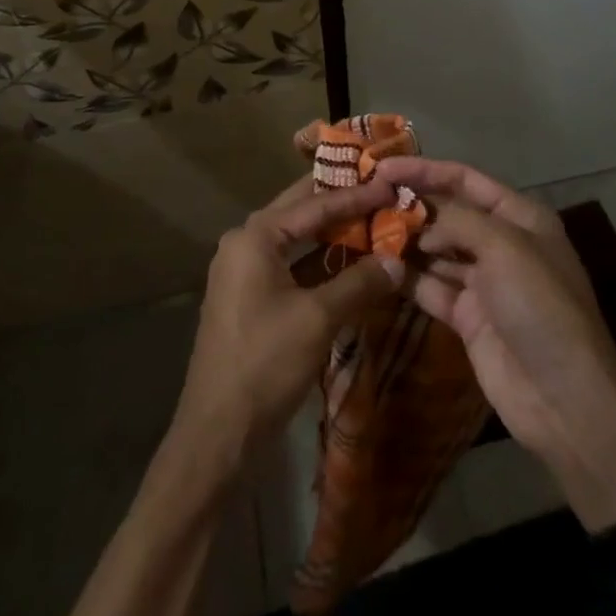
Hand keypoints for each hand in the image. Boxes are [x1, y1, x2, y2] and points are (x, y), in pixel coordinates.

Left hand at [174, 173, 404, 466]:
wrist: (218, 431)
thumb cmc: (265, 363)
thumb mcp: (318, 319)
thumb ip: (358, 284)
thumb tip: (398, 261)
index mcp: (255, 236)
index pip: (313, 204)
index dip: (355, 195)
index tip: (389, 183)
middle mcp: (245, 243)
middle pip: (300, 213)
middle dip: (339, 203)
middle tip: (379, 189)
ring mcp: (244, 271)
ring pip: (296, 241)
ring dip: (332, 235)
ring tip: (372, 223)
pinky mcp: (250, 298)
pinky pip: (290, 266)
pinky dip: (319, 264)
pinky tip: (350, 266)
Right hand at [383, 157, 615, 528]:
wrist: (566, 400)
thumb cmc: (540, 306)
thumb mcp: (503, 247)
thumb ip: (455, 221)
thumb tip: (418, 224)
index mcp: (520, 216)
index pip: (464, 179)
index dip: (423, 169)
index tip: (381, 167)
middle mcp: (501, 243)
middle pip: (447, 213)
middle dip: (410, 204)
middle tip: (365, 199)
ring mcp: (483, 282)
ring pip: (435, 250)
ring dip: (404, 240)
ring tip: (362, 229)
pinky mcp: (467, 317)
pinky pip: (430, 287)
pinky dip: (407, 277)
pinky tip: (377, 266)